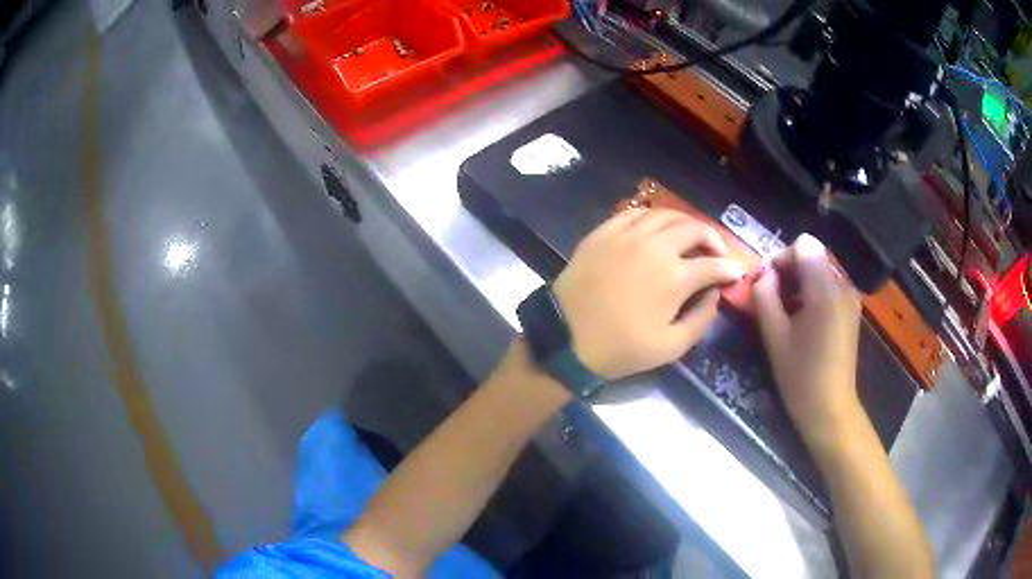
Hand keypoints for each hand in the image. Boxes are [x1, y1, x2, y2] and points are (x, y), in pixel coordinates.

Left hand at [553, 209, 744, 379]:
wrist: (566, 337)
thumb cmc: (620, 348)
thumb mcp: (670, 347)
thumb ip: (701, 319)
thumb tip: (715, 294)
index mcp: (675, 277)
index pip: (714, 265)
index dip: (730, 269)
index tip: (735, 273)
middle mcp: (656, 247)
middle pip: (694, 228)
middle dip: (712, 238)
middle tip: (715, 251)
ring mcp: (627, 234)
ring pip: (667, 214)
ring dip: (686, 223)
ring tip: (690, 237)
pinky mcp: (604, 231)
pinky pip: (635, 213)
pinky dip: (653, 218)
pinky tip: (656, 229)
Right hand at [751, 234, 862, 447]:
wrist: (830, 408)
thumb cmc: (800, 375)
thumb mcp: (774, 335)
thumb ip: (764, 296)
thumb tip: (762, 272)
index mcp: (825, 288)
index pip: (802, 245)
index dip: (781, 259)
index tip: (766, 285)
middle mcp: (843, 284)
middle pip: (812, 255)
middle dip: (789, 270)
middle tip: (772, 300)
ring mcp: (850, 297)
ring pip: (820, 270)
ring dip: (800, 282)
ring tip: (786, 312)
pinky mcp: (851, 310)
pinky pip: (829, 286)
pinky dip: (812, 293)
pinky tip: (803, 320)